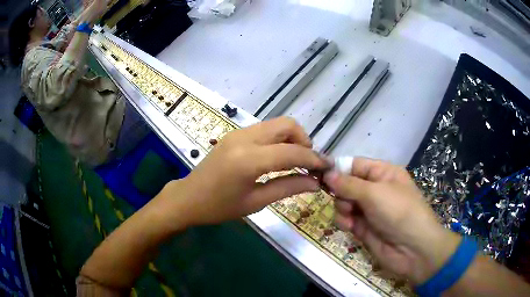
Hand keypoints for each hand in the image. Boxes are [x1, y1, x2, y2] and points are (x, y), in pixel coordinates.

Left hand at [157, 117, 330, 228]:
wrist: (188, 197)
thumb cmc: (219, 207)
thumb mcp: (255, 202)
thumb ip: (288, 188)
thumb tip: (315, 183)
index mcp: (249, 160)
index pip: (292, 152)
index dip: (313, 159)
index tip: (327, 167)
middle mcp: (245, 138)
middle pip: (287, 125)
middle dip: (304, 141)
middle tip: (307, 164)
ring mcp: (238, 133)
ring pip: (277, 124)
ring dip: (292, 139)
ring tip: (295, 162)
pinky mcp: (235, 134)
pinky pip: (265, 129)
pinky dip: (278, 139)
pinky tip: (277, 157)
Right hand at [323, 158, 460, 284]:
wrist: (412, 249)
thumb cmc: (399, 212)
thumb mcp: (375, 193)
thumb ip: (348, 184)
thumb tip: (327, 173)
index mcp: (383, 173)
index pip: (355, 165)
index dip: (338, 169)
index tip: (320, 175)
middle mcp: (375, 189)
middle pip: (346, 184)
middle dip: (341, 192)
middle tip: (345, 201)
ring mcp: (369, 209)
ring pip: (344, 202)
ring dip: (342, 208)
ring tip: (350, 217)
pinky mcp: (364, 227)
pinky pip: (346, 219)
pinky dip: (345, 222)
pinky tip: (350, 227)